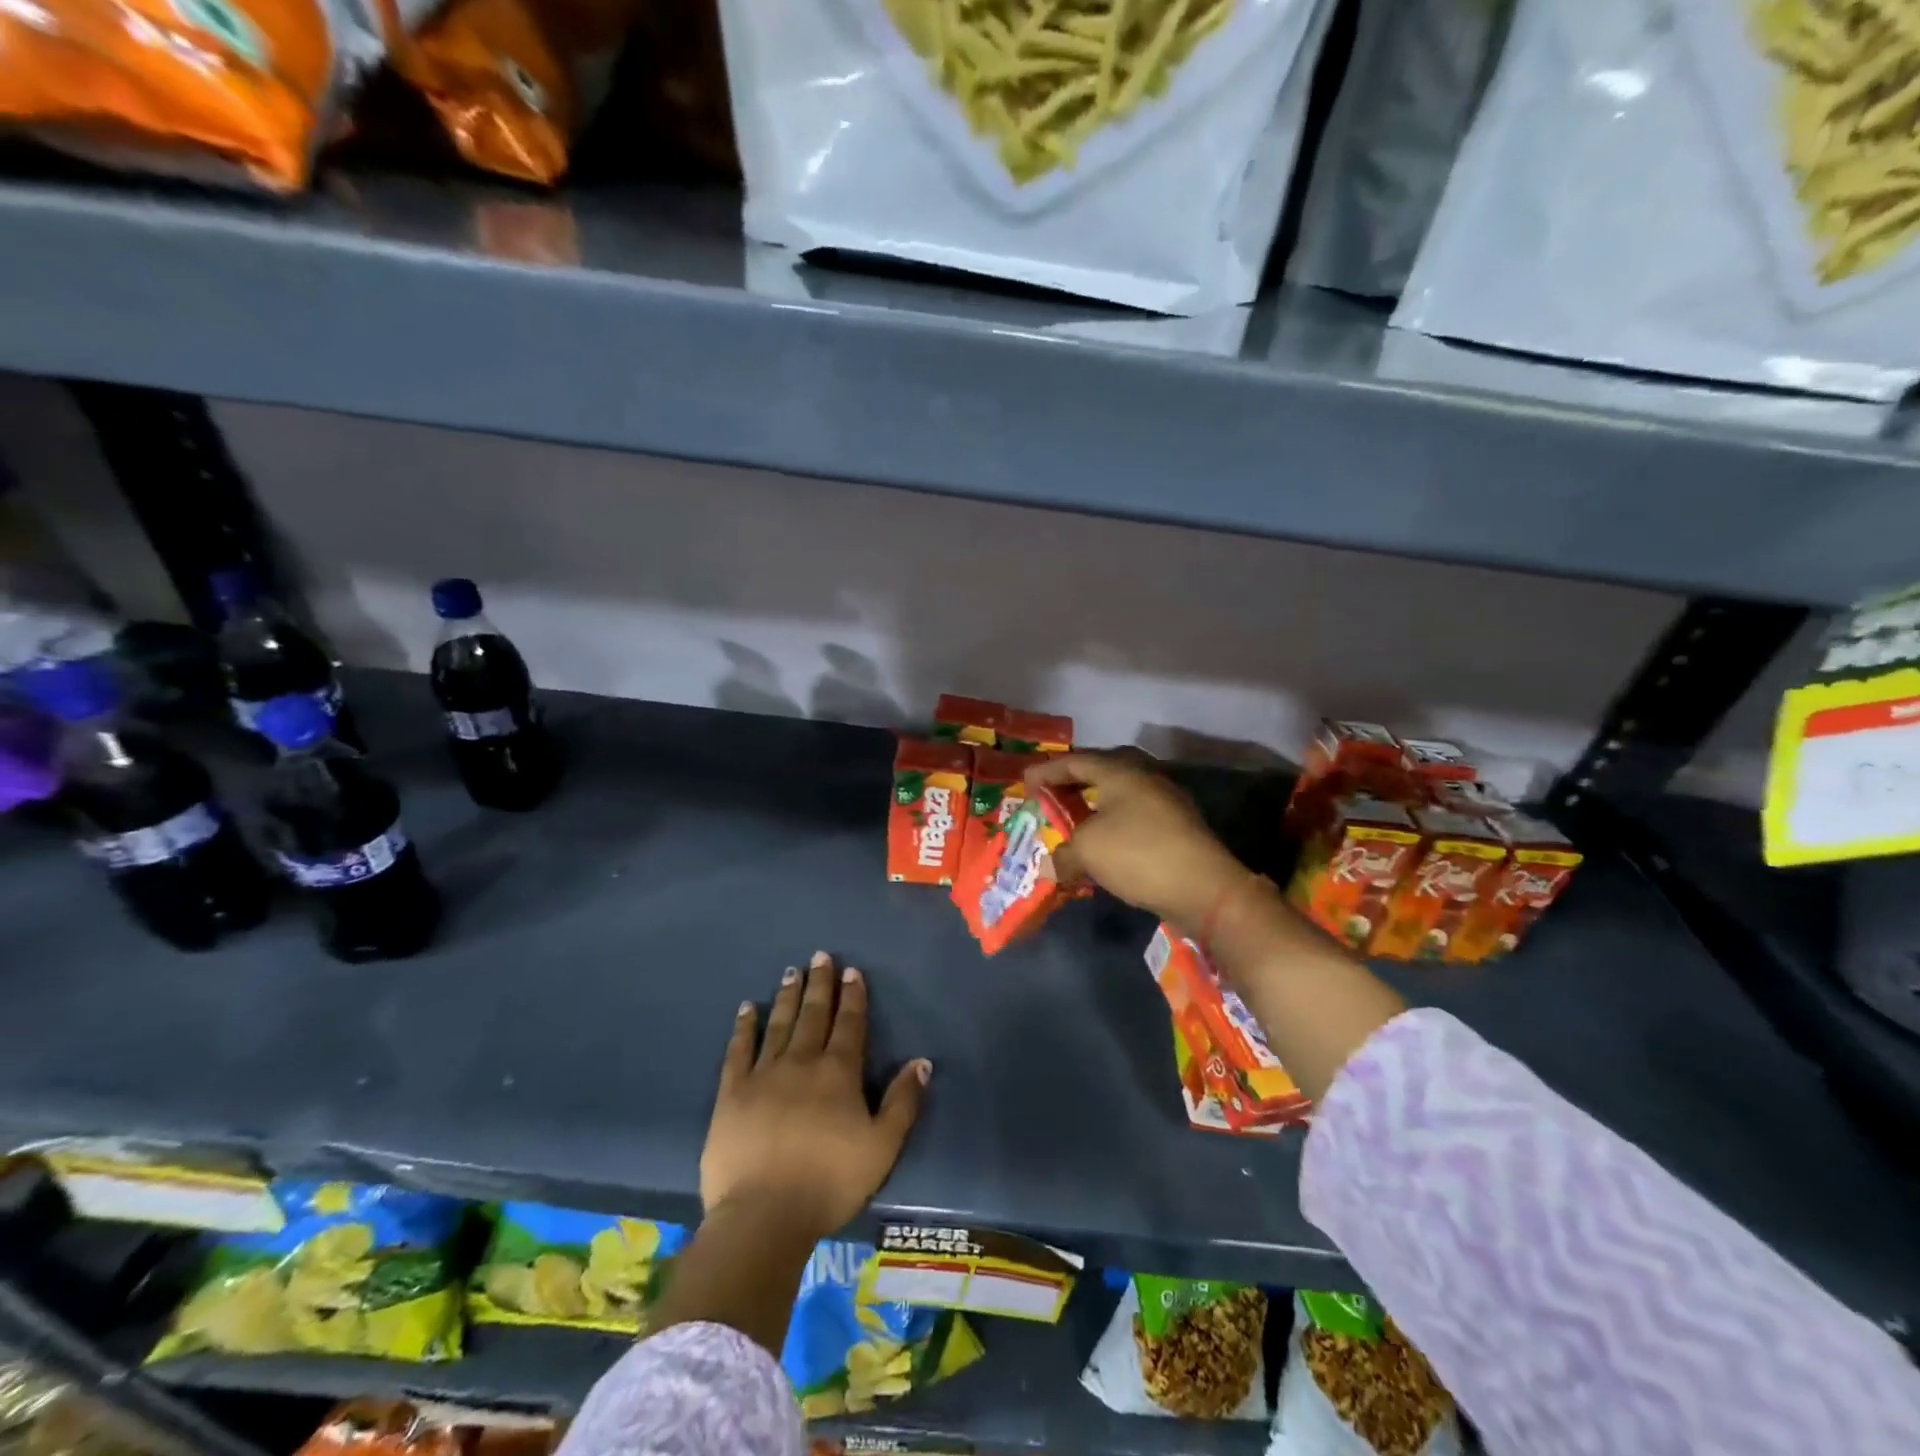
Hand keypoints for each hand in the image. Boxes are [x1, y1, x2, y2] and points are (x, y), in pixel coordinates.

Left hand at [702, 950, 930, 1242]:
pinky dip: (744, 1027)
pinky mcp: (732, 1093)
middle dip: (820, 984)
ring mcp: (763, 1074)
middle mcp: (802, 1062)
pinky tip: (747, 1009)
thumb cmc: (829, 1183)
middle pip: (814, 1014)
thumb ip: (903, 1102)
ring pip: (779, 1024)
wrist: (763, 1216)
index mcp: (838, 1073)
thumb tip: (922, 1061)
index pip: (849, 1024)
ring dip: (788, 996)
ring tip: (791, 972)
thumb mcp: (882, 1147)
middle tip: (820, 956)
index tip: (852, 971)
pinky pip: (739, 1050)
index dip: (853, 996)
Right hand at [1027, 749, 1248, 931]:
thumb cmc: (1138, 854)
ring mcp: (1165, 800)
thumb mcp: (1087, 851)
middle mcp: (1144, 777)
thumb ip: (1064, 852)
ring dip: (1095, 804)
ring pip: (1120, 794)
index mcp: (1120, 771)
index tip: (1025, 781)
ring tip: (1074, 819)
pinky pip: (1134, 815)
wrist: (1204, 887)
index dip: (1047, 771)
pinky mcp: (1177, 825)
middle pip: (1102, 769)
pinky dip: (1113, 822)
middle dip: (1074, 781)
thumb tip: (1056, 864)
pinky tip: (1103, 842)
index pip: (1075, 761)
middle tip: (1052, 793)